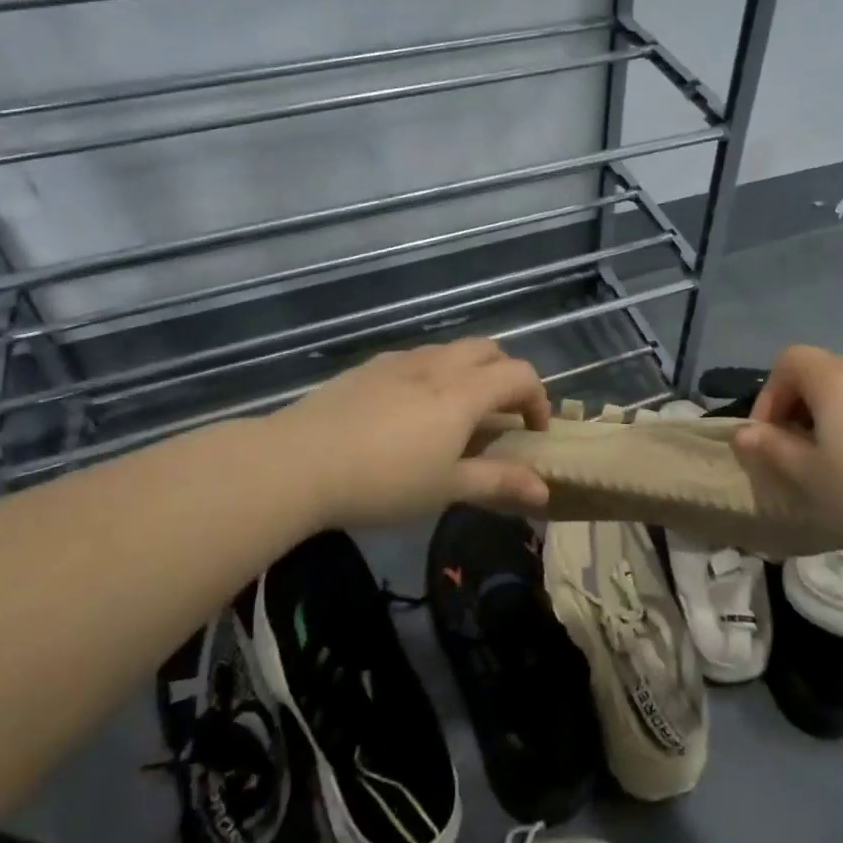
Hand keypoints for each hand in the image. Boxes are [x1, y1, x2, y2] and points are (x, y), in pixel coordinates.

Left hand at [265, 339, 551, 529]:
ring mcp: (400, 361)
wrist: (299, 463)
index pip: (521, 375)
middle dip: (506, 376)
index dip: (537, 400)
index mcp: (465, 392)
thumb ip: (498, 483)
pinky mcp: (369, 367)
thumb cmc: (384, 481)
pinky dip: (433, 374)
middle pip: (489, 350)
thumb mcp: (447, 489)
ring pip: (450, 351)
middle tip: (500, 416)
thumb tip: (544, 492)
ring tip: (454, 415)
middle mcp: (438, 364)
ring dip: (469, 373)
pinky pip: (416, 359)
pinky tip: (409, 411)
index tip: (533, 433)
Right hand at [732, 345, 842, 558]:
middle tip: (799, 456)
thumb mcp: (811, 477)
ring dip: (833, 422)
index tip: (771, 438)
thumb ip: (772, 450)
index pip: (787, 361)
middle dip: (799, 411)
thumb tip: (743, 433)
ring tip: (838, 468)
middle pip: (819, 375)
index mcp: (833, 380)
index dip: (769, 395)